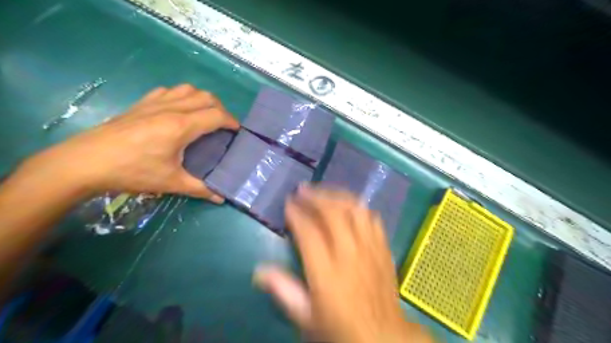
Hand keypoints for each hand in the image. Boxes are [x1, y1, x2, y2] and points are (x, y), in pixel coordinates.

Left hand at [20, 84, 237, 202]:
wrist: (85, 162)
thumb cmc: (132, 171)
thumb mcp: (171, 183)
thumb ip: (200, 189)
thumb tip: (221, 198)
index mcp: (181, 126)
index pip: (216, 115)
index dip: (232, 121)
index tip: (237, 132)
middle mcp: (171, 108)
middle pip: (206, 97)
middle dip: (221, 109)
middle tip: (223, 126)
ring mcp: (154, 103)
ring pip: (188, 89)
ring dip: (202, 99)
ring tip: (204, 116)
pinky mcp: (141, 104)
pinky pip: (169, 91)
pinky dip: (181, 96)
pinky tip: (178, 110)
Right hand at [256, 186, 431, 341]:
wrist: (382, 336)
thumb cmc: (340, 327)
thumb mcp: (306, 317)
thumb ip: (284, 291)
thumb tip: (259, 271)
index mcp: (327, 272)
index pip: (309, 232)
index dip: (296, 214)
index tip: (288, 204)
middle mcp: (349, 253)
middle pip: (333, 213)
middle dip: (315, 197)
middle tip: (302, 190)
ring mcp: (369, 248)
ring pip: (355, 209)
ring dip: (337, 196)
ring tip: (324, 192)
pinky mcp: (383, 248)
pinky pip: (372, 218)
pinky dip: (358, 207)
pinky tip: (349, 206)